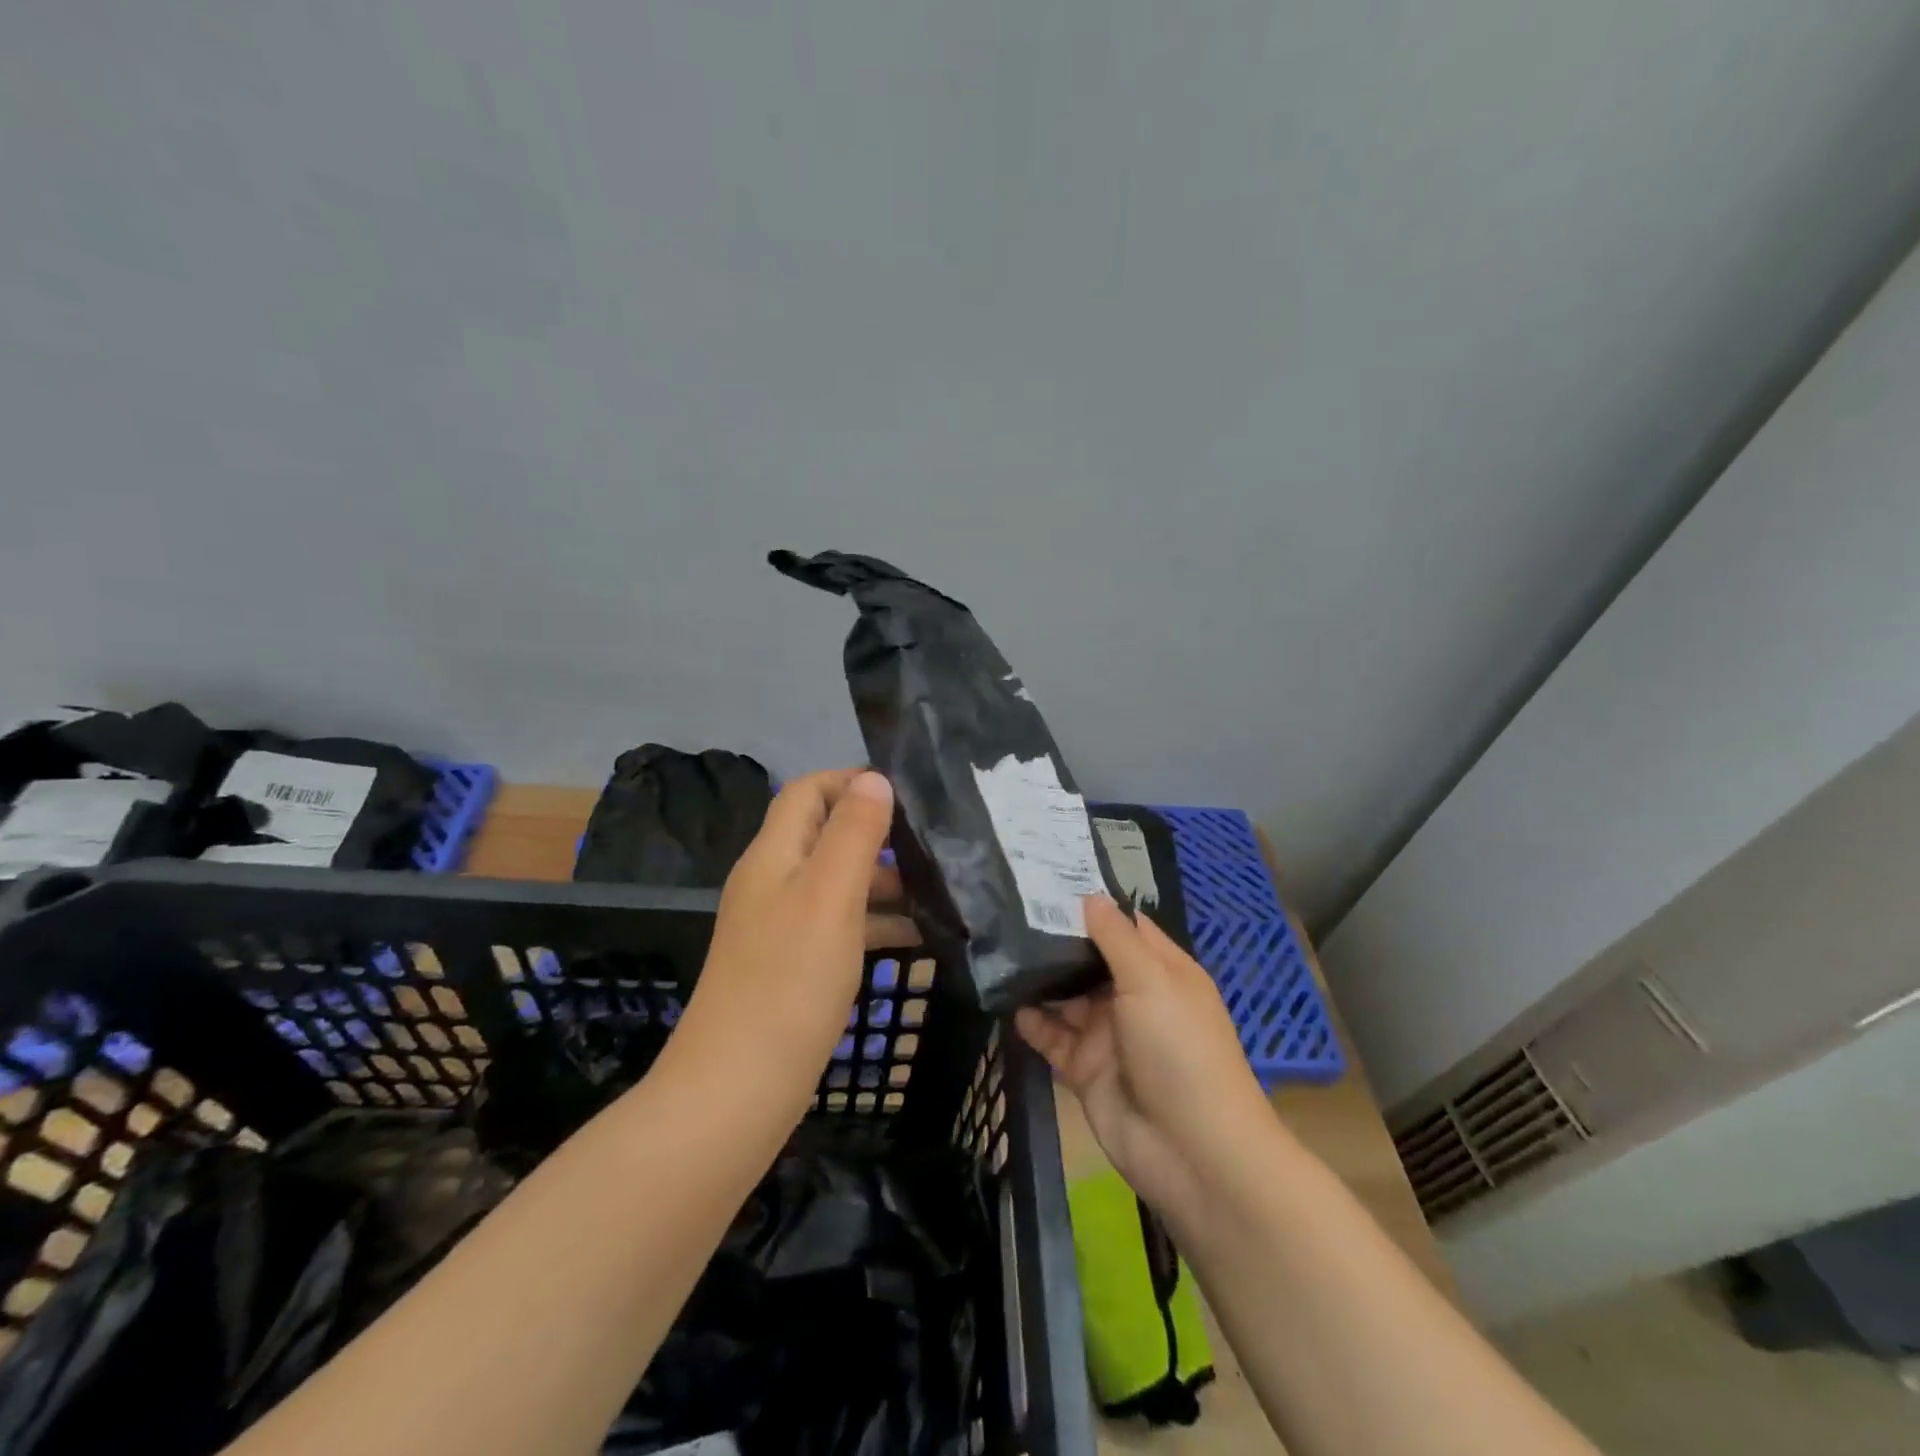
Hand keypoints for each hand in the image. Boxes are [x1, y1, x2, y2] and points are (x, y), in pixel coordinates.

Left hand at [673, 769, 912, 1107]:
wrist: (737, 1090)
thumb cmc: (789, 981)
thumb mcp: (830, 896)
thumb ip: (853, 833)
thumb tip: (873, 779)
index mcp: (774, 855)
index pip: (807, 791)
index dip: (851, 781)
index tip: (907, 794)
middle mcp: (772, 882)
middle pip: (825, 835)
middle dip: (877, 834)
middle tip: (933, 847)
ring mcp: (780, 926)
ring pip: (837, 883)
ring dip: (883, 881)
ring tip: (937, 893)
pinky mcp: (792, 966)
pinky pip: (838, 926)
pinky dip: (875, 923)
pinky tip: (916, 940)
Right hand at [1016, 897, 1274, 1226]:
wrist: (1191, 1151)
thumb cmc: (1180, 1050)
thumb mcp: (1152, 981)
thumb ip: (1116, 938)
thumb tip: (1090, 896)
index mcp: (1162, 971)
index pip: (1126, 927)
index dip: (1094, 904)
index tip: (1051, 878)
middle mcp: (1134, 997)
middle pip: (1091, 960)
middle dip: (1057, 939)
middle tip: (1011, 907)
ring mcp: (1109, 1034)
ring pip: (1067, 996)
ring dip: (1040, 978)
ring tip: (998, 946)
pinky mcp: (1085, 1068)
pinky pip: (1053, 1036)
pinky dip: (1032, 1020)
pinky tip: (1006, 999)